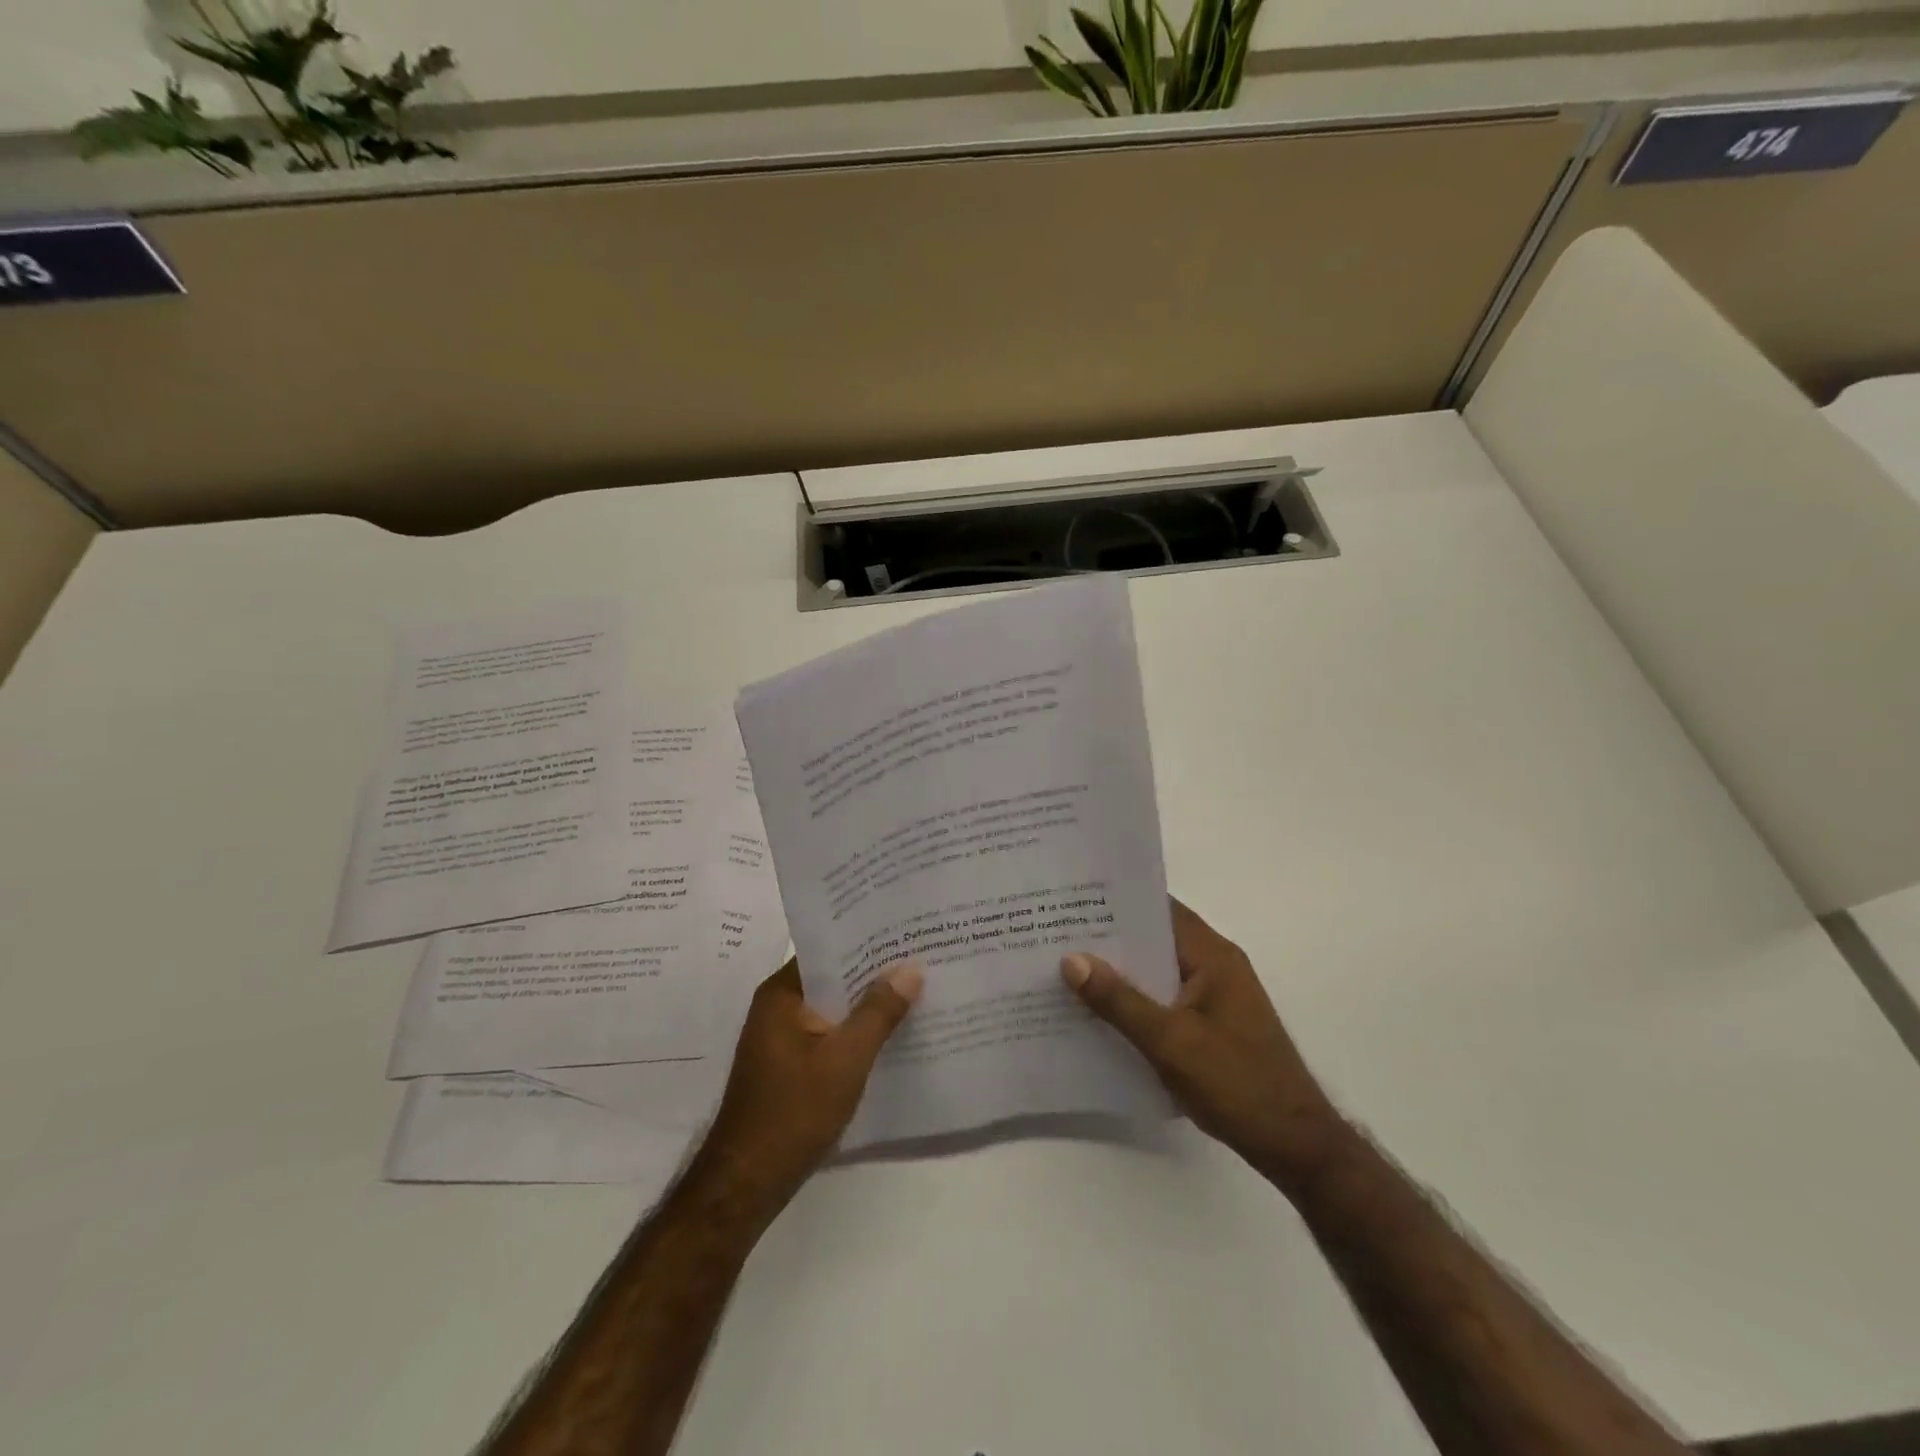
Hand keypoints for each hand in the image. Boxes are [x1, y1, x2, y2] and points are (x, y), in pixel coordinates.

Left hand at [692, 960, 922, 1219]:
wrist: (746, 1185)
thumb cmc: (793, 1113)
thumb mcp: (845, 1059)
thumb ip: (878, 1012)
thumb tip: (910, 967)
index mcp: (781, 994)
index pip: (828, 950)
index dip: (867, 940)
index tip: (906, 933)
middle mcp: (778, 1007)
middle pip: (833, 978)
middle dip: (874, 973)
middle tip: (922, 958)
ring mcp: (782, 1038)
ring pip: (833, 1008)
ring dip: (867, 1005)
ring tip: (916, 991)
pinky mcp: (790, 1065)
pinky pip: (829, 1034)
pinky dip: (856, 1031)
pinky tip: (891, 1035)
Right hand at [1061, 898, 1348, 1190]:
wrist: (1294, 1145)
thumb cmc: (1237, 1084)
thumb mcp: (1170, 1041)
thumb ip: (1119, 1000)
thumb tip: (1070, 959)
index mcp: (1213, 956)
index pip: (1160, 909)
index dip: (1118, 902)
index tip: (1073, 899)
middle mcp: (1215, 966)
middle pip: (1155, 939)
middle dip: (1110, 938)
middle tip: (1057, 933)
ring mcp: (1215, 997)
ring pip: (1157, 971)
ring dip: (1120, 972)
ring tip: (1067, 968)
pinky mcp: (1211, 1025)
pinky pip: (1164, 999)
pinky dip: (1135, 1000)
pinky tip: (1099, 1013)